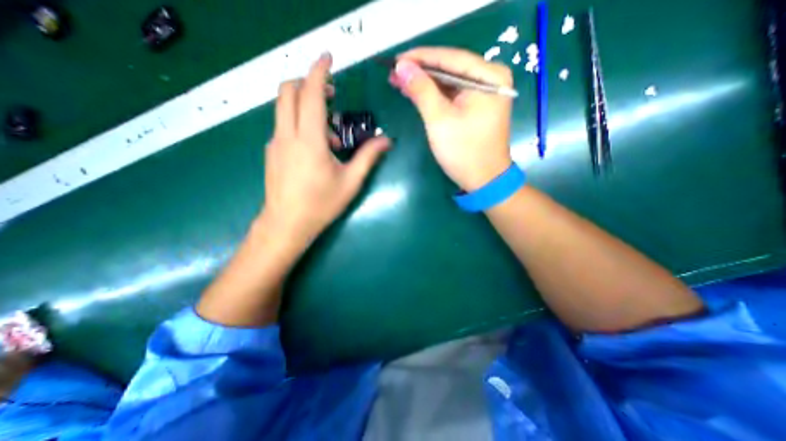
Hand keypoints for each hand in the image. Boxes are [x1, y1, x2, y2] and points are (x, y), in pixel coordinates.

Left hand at [264, 51, 389, 243]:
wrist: (287, 224)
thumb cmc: (321, 205)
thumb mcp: (350, 182)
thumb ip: (368, 157)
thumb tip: (387, 140)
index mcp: (309, 140)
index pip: (310, 94)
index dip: (319, 71)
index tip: (329, 58)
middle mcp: (287, 135)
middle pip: (287, 91)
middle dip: (308, 83)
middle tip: (331, 95)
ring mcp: (275, 143)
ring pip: (284, 108)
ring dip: (306, 107)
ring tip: (331, 135)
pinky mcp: (272, 152)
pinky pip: (284, 126)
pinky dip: (300, 124)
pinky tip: (316, 148)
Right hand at [389, 46, 512, 190]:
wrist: (483, 180)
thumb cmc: (464, 152)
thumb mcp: (440, 120)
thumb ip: (421, 90)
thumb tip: (402, 66)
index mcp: (488, 76)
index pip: (449, 58)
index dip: (420, 57)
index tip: (395, 59)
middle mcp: (490, 79)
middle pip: (449, 69)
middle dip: (421, 72)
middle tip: (394, 72)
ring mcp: (485, 93)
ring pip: (449, 82)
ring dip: (425, 83)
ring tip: (399, 81)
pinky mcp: (477, 107)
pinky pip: (453, 95)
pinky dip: (434, 95)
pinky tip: (416, 93)